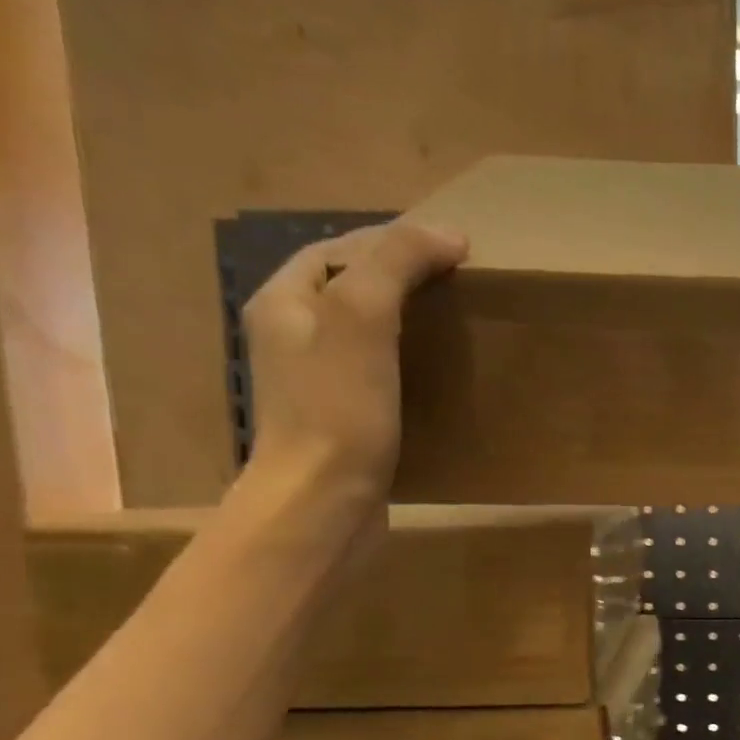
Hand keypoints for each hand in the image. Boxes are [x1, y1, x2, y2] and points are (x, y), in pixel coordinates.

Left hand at [239, 220, 466, 515]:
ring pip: (363, 335)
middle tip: (455, 287)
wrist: (322, 504)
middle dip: (399, 280)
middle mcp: (290, 337)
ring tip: (453, 328)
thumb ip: (397, 263)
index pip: (337, 249)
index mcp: (284, 302)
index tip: (451, 250)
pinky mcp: (340, 423)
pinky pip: (375, 376)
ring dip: (405, 324)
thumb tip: (449, 235)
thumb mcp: (363, 318)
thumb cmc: (338, 409)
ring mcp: (314, 385)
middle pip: (348, 288)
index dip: (392, 240)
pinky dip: (406, 366)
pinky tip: (437, 379)